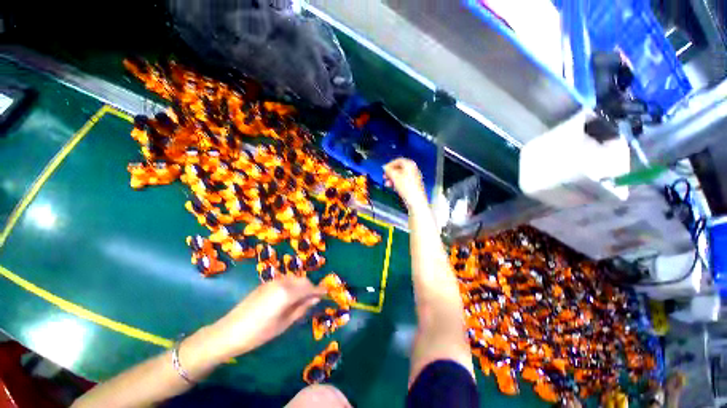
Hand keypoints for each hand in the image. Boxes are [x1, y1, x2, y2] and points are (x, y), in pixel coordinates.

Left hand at [209, 276, 325, 358]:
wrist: (229, 331)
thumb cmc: (259, 333)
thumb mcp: (284, 324)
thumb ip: (301, 309)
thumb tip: (315, 299)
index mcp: (288, 293)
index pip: (309, 288)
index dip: (319, 290)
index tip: (327, 292)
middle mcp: (282, 282)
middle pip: (303, 280)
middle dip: (311, 287)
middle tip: (314, 298)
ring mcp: (273, 281)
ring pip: (294, 278)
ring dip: (301, 285)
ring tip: (303, 298)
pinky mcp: (266, 283)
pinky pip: (285, 280)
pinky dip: (292, 285)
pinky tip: (289, 295)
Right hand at [383, 158, 426, 209]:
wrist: (415, 200)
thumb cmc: (408, 188)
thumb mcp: (394, 177)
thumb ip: (388, 170)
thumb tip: (385, 167)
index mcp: (410, 165)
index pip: (398, 160)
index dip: (390, 164)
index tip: (385, 169)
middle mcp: (413, 170)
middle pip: (399, 168)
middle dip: (391, 173)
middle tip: (385, 176)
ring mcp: (413, 178)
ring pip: (400, 176)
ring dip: (392, 179)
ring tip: (387, 184)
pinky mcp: (413, 185)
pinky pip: (403, 182)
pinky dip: (397, 183)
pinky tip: (393, 187)